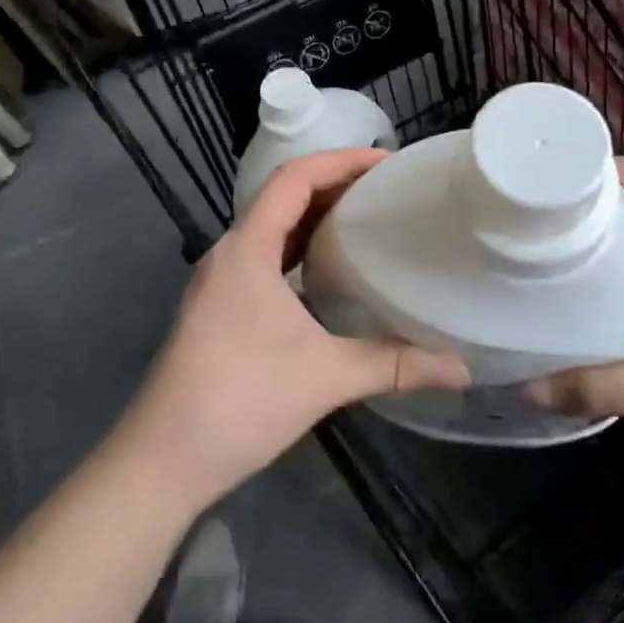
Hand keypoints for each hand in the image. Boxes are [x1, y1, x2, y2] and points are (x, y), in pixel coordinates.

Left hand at [118, 150, 469, 508]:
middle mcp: (230, 253)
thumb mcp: (325, 377)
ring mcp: (221, 281)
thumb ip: (395, 365)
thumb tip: (462, 369)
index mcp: (248, 248)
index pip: (295, 178)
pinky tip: (329, 271)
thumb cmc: (240, 401)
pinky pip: (266, 256)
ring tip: (367, 220)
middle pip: (284, 196)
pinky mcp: (220, 307)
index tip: (388, 163)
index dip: (341, 160)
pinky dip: (300, 248)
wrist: (161, 461)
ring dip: (316, 216)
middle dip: (336, 184)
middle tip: (388, 190)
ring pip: (273, 227)